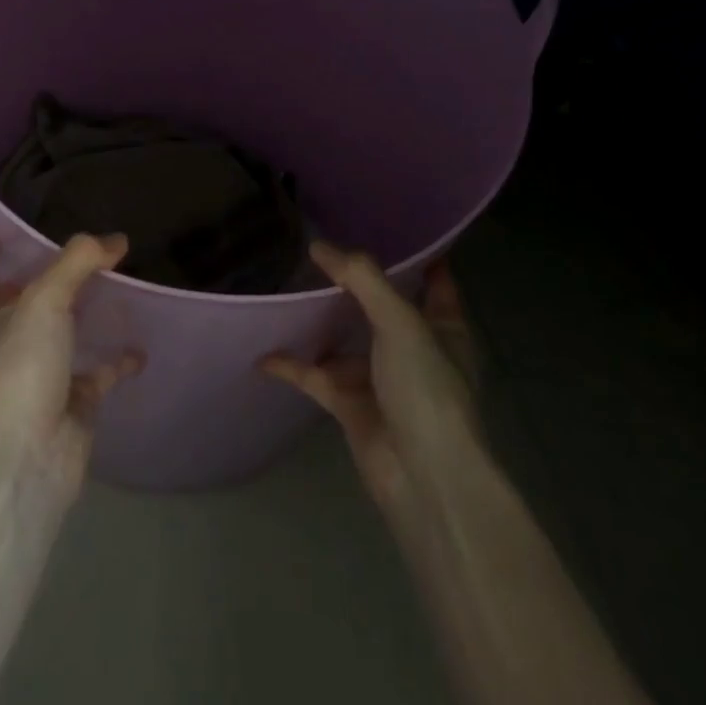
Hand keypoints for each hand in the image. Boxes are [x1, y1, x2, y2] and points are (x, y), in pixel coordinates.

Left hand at [0, 229, 144, 505]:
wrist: (27, 459)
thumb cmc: (20, 368)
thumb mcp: (45, 300)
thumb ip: (78, 262)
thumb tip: (115, 240)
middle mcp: (6, 343)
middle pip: (25, 299)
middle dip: (47, 275)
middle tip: (80, 244)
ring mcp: (38, 374)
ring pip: (63, 332)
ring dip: (86, 311)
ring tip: (118, 281)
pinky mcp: (70, 402)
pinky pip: (97, 372)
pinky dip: (117, 359)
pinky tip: (140, 344)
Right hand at [263, 243, 482, 514]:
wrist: (423, 477)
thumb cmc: (426, 388)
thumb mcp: (400, 321)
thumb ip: (361, 279)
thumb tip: (319, 246)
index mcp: (442, 328)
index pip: (433, 282)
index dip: (416, 256)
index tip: (387, 227)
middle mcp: (413, 350)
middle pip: (381, 308)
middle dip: (354, 284)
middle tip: (319, 250)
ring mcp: (381, 380)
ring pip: (344, 342)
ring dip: (319, 323)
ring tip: (285, 288)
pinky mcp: (352, 406)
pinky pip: (316, 377)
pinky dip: (293, 366)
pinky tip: (263, 352)